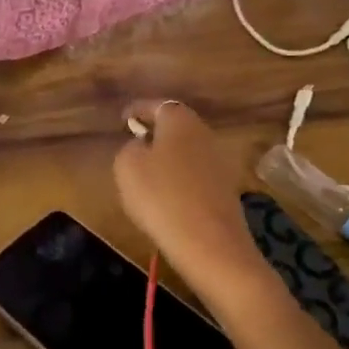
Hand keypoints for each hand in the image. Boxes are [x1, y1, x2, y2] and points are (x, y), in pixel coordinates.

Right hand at [113, 100, 267, 298]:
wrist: (210, 243)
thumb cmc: (161, 196)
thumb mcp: (127, 167)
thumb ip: (129, 148)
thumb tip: (140, 145)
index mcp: (179, 119)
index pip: (155, 105)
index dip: (137, 111)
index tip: (123, 119)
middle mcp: (204, 132)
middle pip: (175, 126)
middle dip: (156, 132)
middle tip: (134, 143)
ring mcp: (219, 161)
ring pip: (187, 150)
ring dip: (169, 157)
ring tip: (147, 173)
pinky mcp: (226, 188)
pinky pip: (196, 174)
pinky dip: (180, 178)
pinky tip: (167, 195)